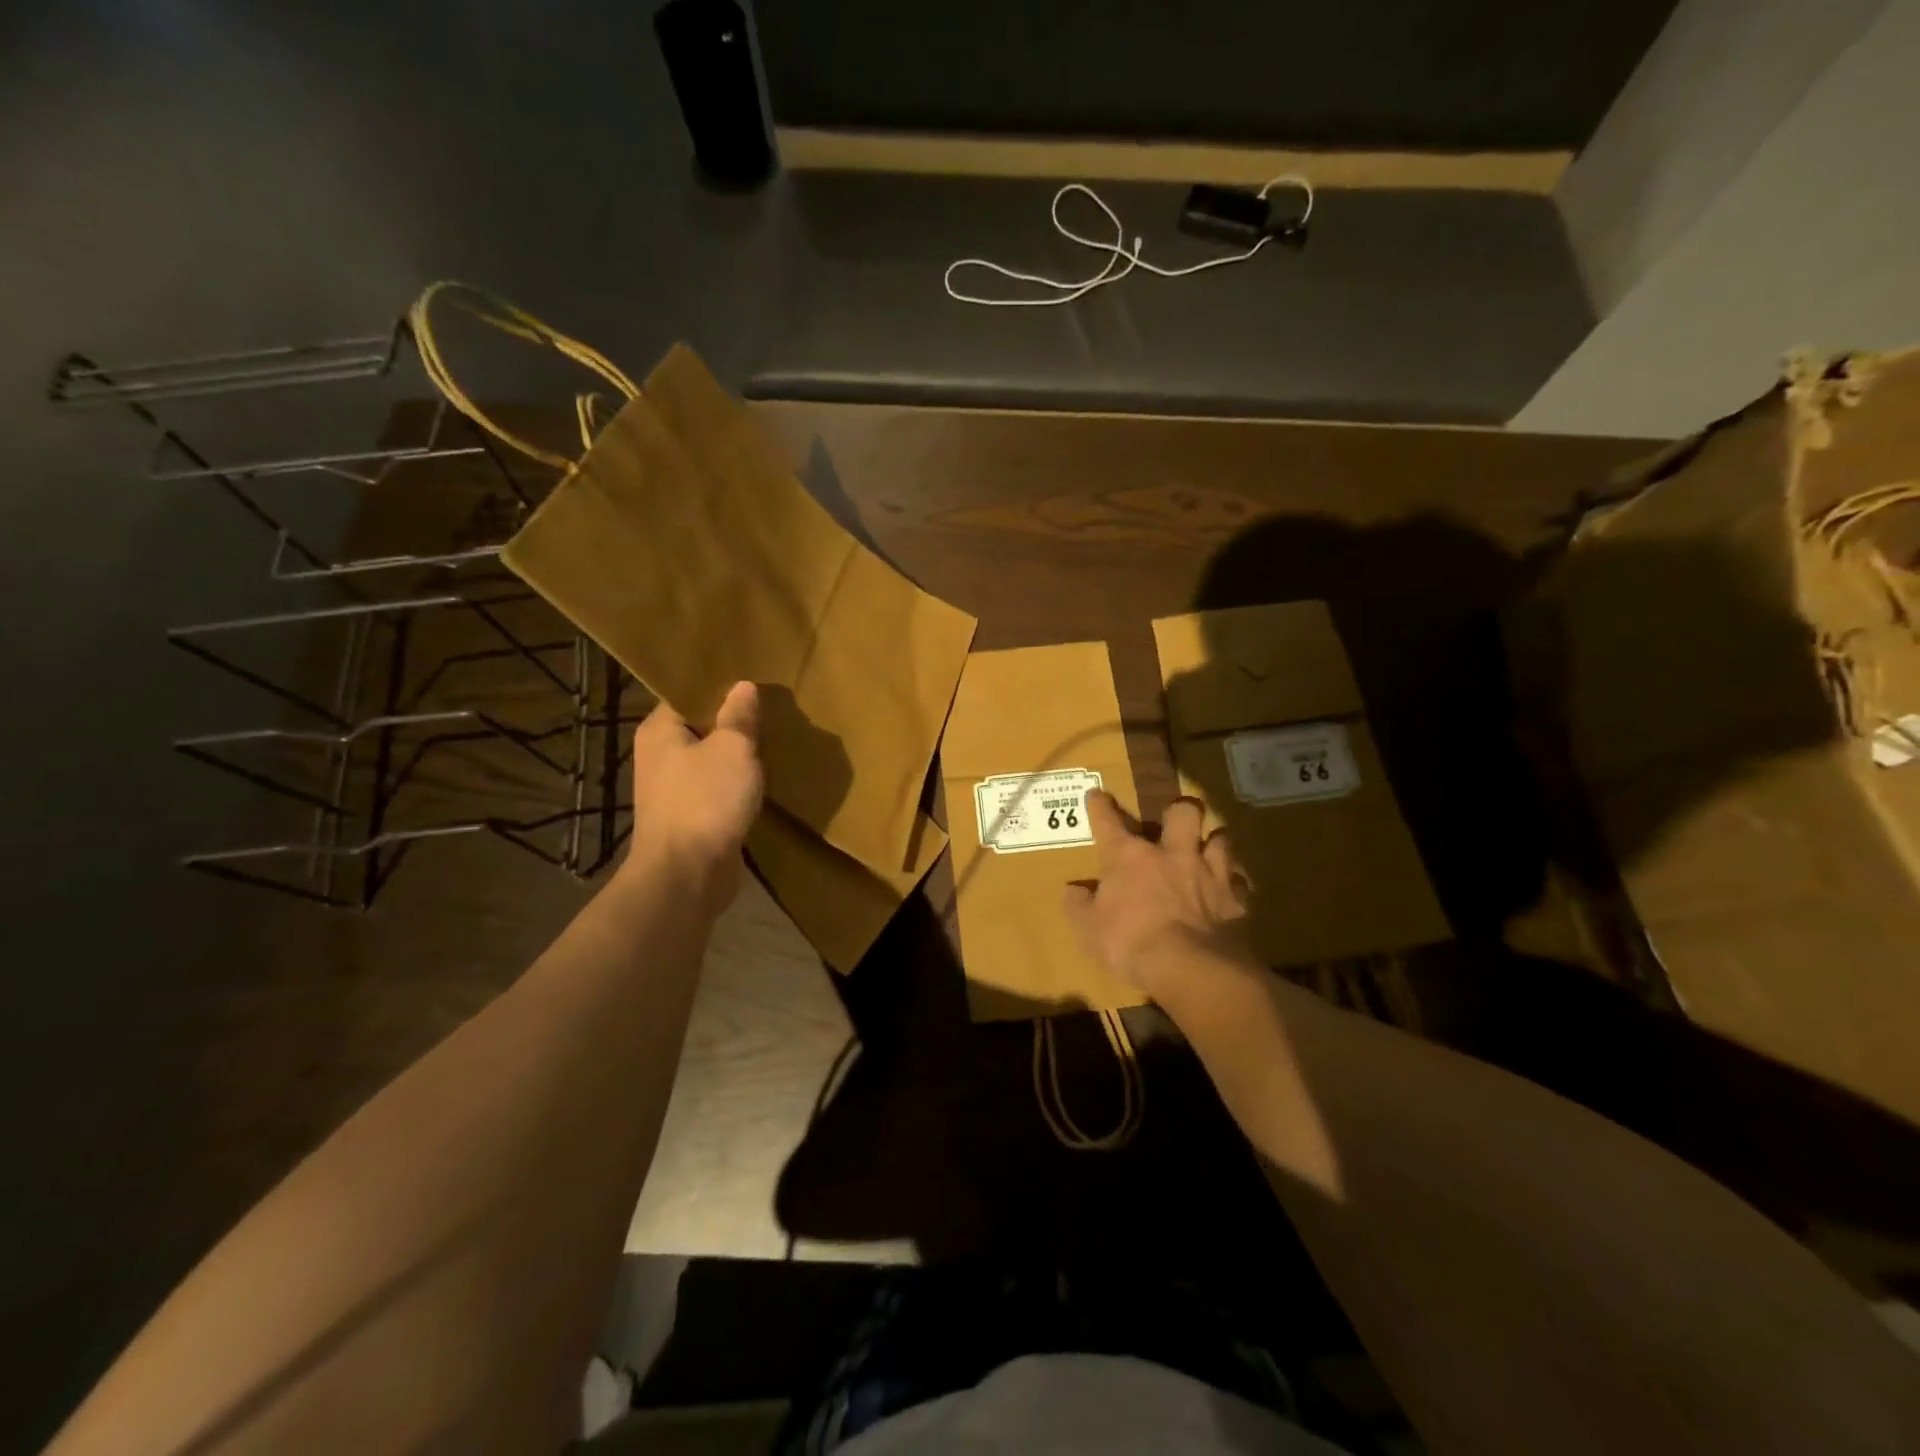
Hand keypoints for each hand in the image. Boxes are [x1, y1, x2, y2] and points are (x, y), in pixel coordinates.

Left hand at [622, 682, 762, 906]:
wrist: (687, 875)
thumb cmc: (706, 801)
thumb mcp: (732, 748)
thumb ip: (739, 716)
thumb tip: (743, 687)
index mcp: (660, 731)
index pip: (688, 694)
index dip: (720, 687)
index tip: (753, 680)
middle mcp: (660, 756)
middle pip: (701, 728)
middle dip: (734, 722)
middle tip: (772, 709)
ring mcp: (672, 790)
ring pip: (711, 761)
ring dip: (737, 757)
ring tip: (773, 741)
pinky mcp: (690, 818)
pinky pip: (717, 790)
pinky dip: (737, 785)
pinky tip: (763, 781)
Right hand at [1063, 791, 1251, 999]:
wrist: (1188, 967)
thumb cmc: (1129, 942)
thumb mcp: (1088, 929)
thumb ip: (1079, 906)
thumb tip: (1073, 890)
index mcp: (1130, 857)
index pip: (1109, 822)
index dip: (1100, 806)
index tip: (1097, 794)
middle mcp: (1172, 855)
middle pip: (1183, 813)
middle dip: (1180, 810)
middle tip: (1176, 818)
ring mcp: (1208, 875)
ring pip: (1221, 840)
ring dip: (1214, 842)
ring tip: (1209, 849)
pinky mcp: (1234, 901)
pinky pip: (1239, 884)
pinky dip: (1234, 886)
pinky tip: (1229, 893)